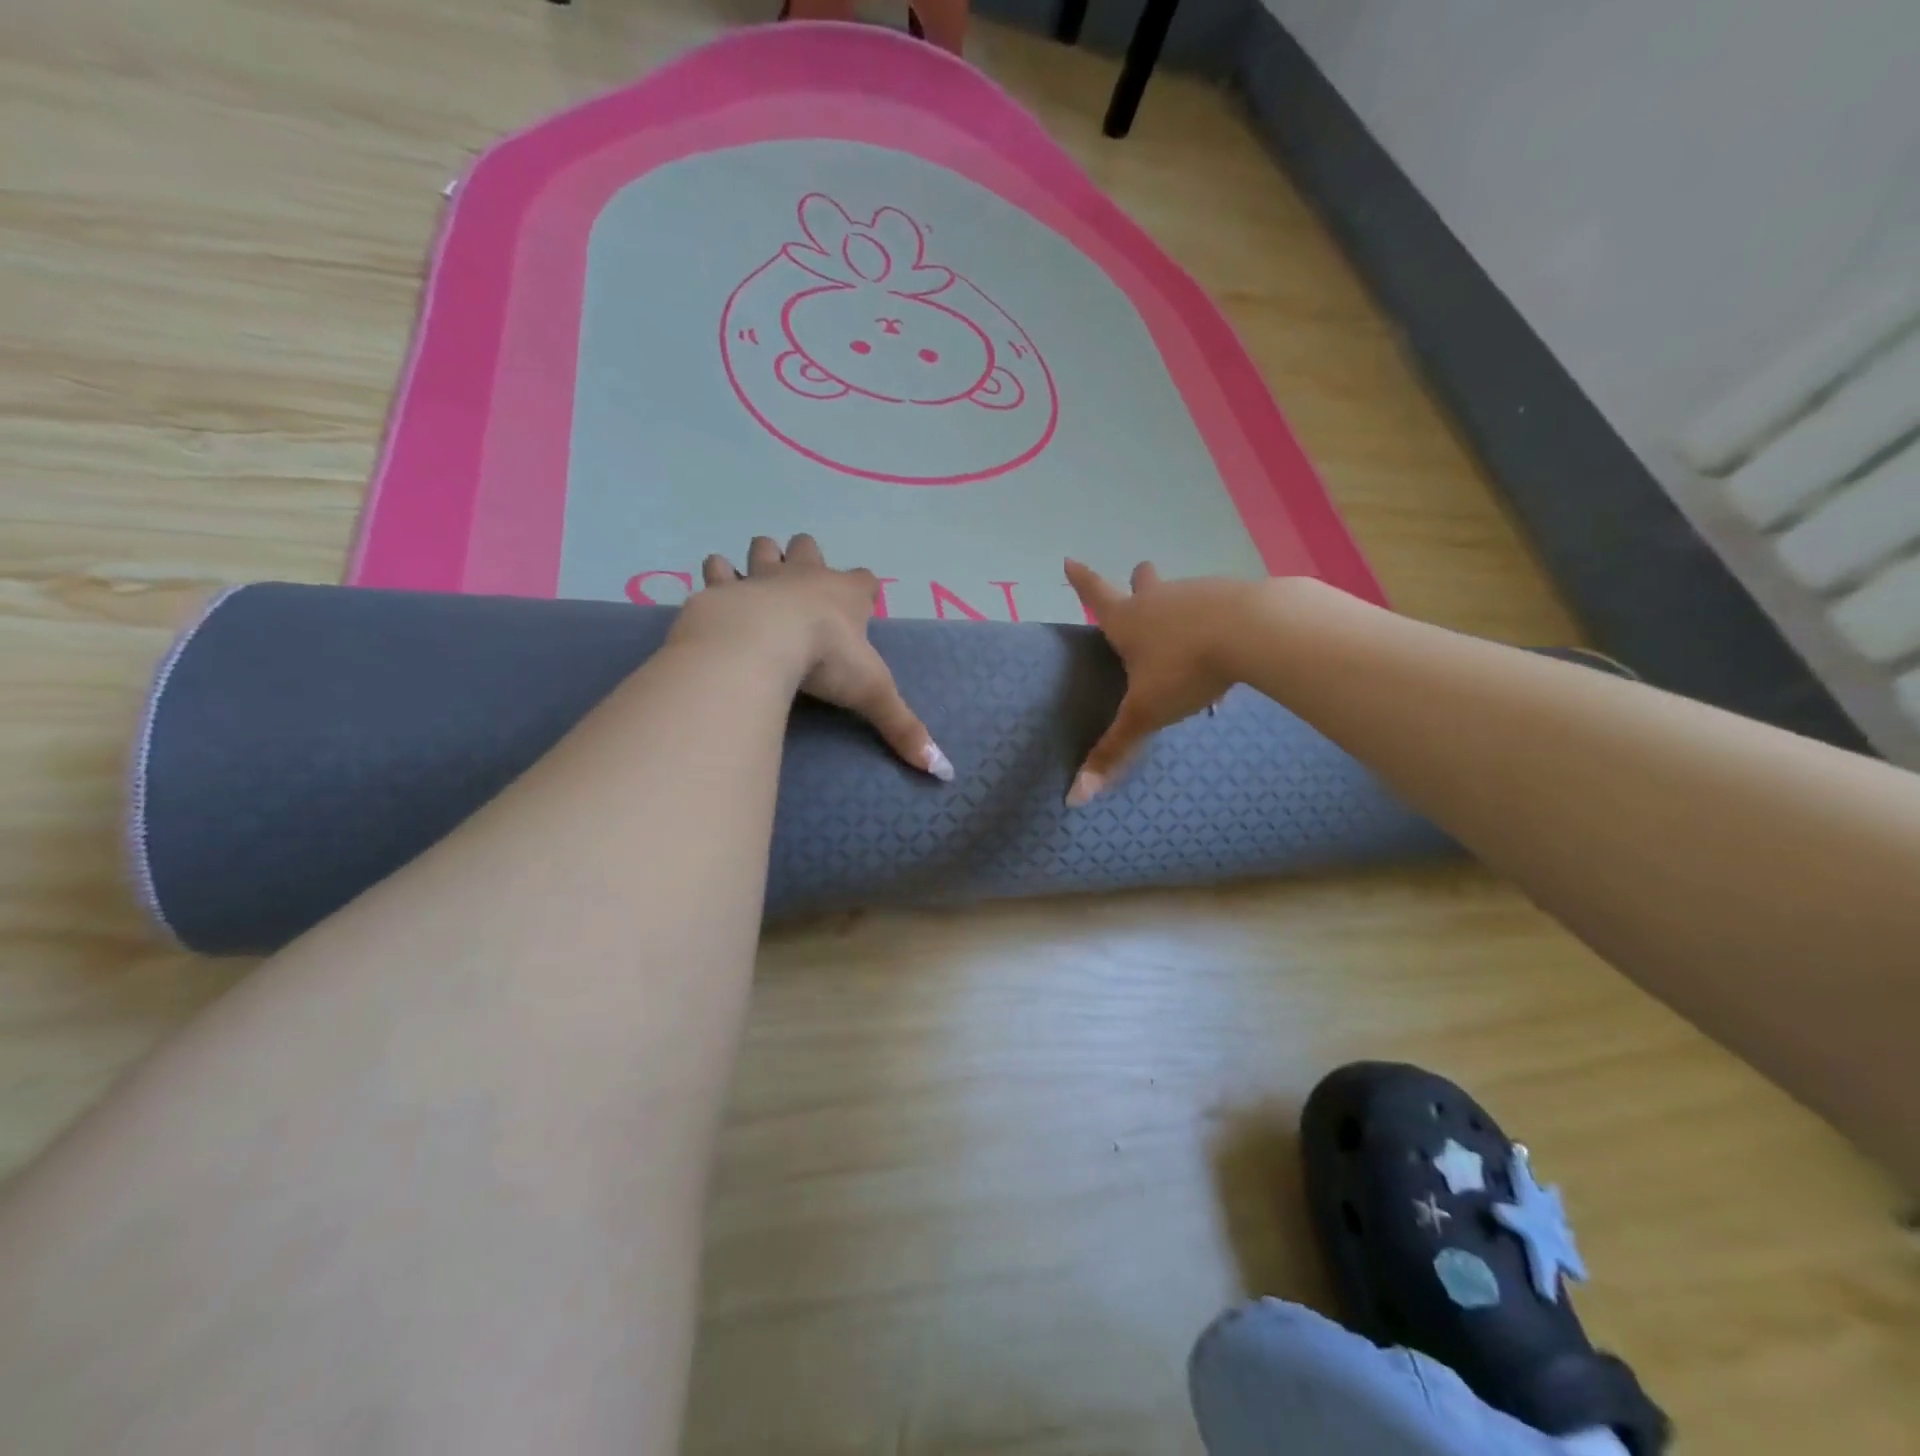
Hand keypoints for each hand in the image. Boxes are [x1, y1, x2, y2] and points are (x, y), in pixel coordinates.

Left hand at [677, 534, 953, 780]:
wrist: (761, 640)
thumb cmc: (826, 659)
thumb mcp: (873, 694)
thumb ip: (904, 727)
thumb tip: (941, 770)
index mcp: (846, 595)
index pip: (864, 580)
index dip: (864, 588)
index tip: (863, 601)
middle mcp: (805, 576)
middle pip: (808, 547)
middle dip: (807, 558)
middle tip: (801, 585)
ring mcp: (762, 577)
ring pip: (763, 548)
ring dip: (761, 558)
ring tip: (756, 581)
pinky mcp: (723, 588)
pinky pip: (718, 569)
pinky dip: (717, 576)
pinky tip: (717, 590)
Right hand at [1063, 559, 1261, 805]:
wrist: (1254, 631)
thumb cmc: (1185, 669)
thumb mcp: (1145, 714)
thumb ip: (1113, 752)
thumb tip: (1074, 798)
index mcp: (1128, 620)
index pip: (1095, 594)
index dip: (1080, 580)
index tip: (1069, 559)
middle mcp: (1158, 599)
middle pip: (1143, 582)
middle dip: (1138, 580)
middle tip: (1139, 578)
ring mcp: (1198, 593)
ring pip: (1183, 596)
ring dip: (1182, 610)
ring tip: (1192, 642)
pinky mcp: (1235, 596)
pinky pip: (1219, 609)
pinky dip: (1217, 623)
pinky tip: (1230, 650)